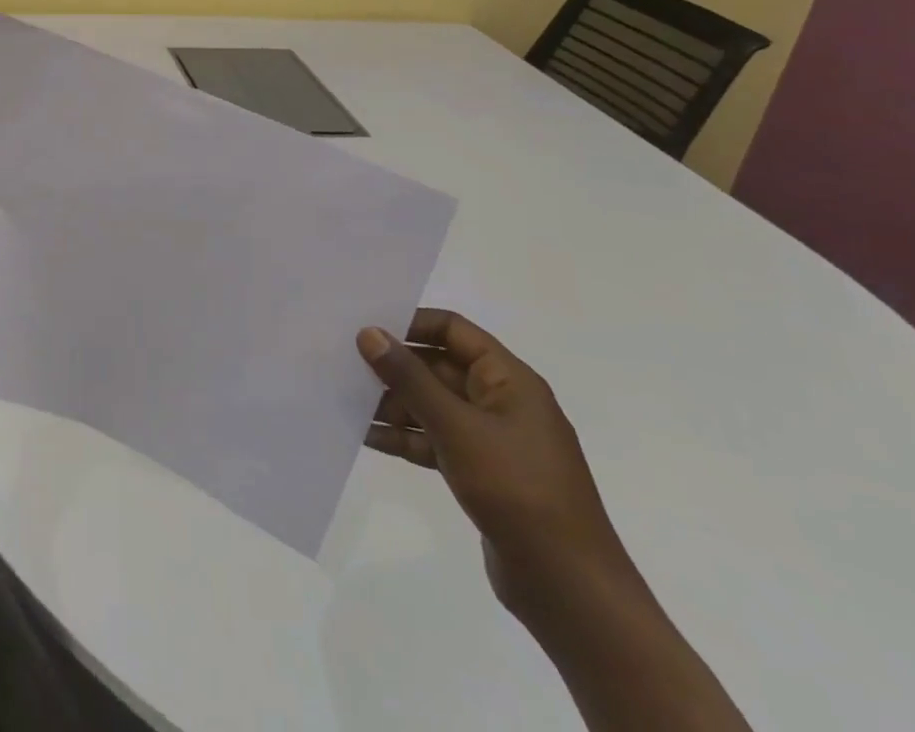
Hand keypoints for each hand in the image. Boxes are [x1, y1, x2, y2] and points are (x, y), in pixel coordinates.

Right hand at [358, 310, 635, 617]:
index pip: (453, 330)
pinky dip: (405, 436)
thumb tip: (369, 333)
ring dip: (393, 403)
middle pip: (439, 367)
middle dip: (394, 367)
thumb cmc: (517, 490)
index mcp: (509, 380)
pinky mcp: (482, 474)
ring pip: (433, 406)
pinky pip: (436, 440)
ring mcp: (493, 441)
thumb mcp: (457, 427)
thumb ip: (410, 378)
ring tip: (346, 400)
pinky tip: (366, 436)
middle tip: (344, 363)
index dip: (410, 324)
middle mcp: (502, 402)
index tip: (365, 329)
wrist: (570, 590)